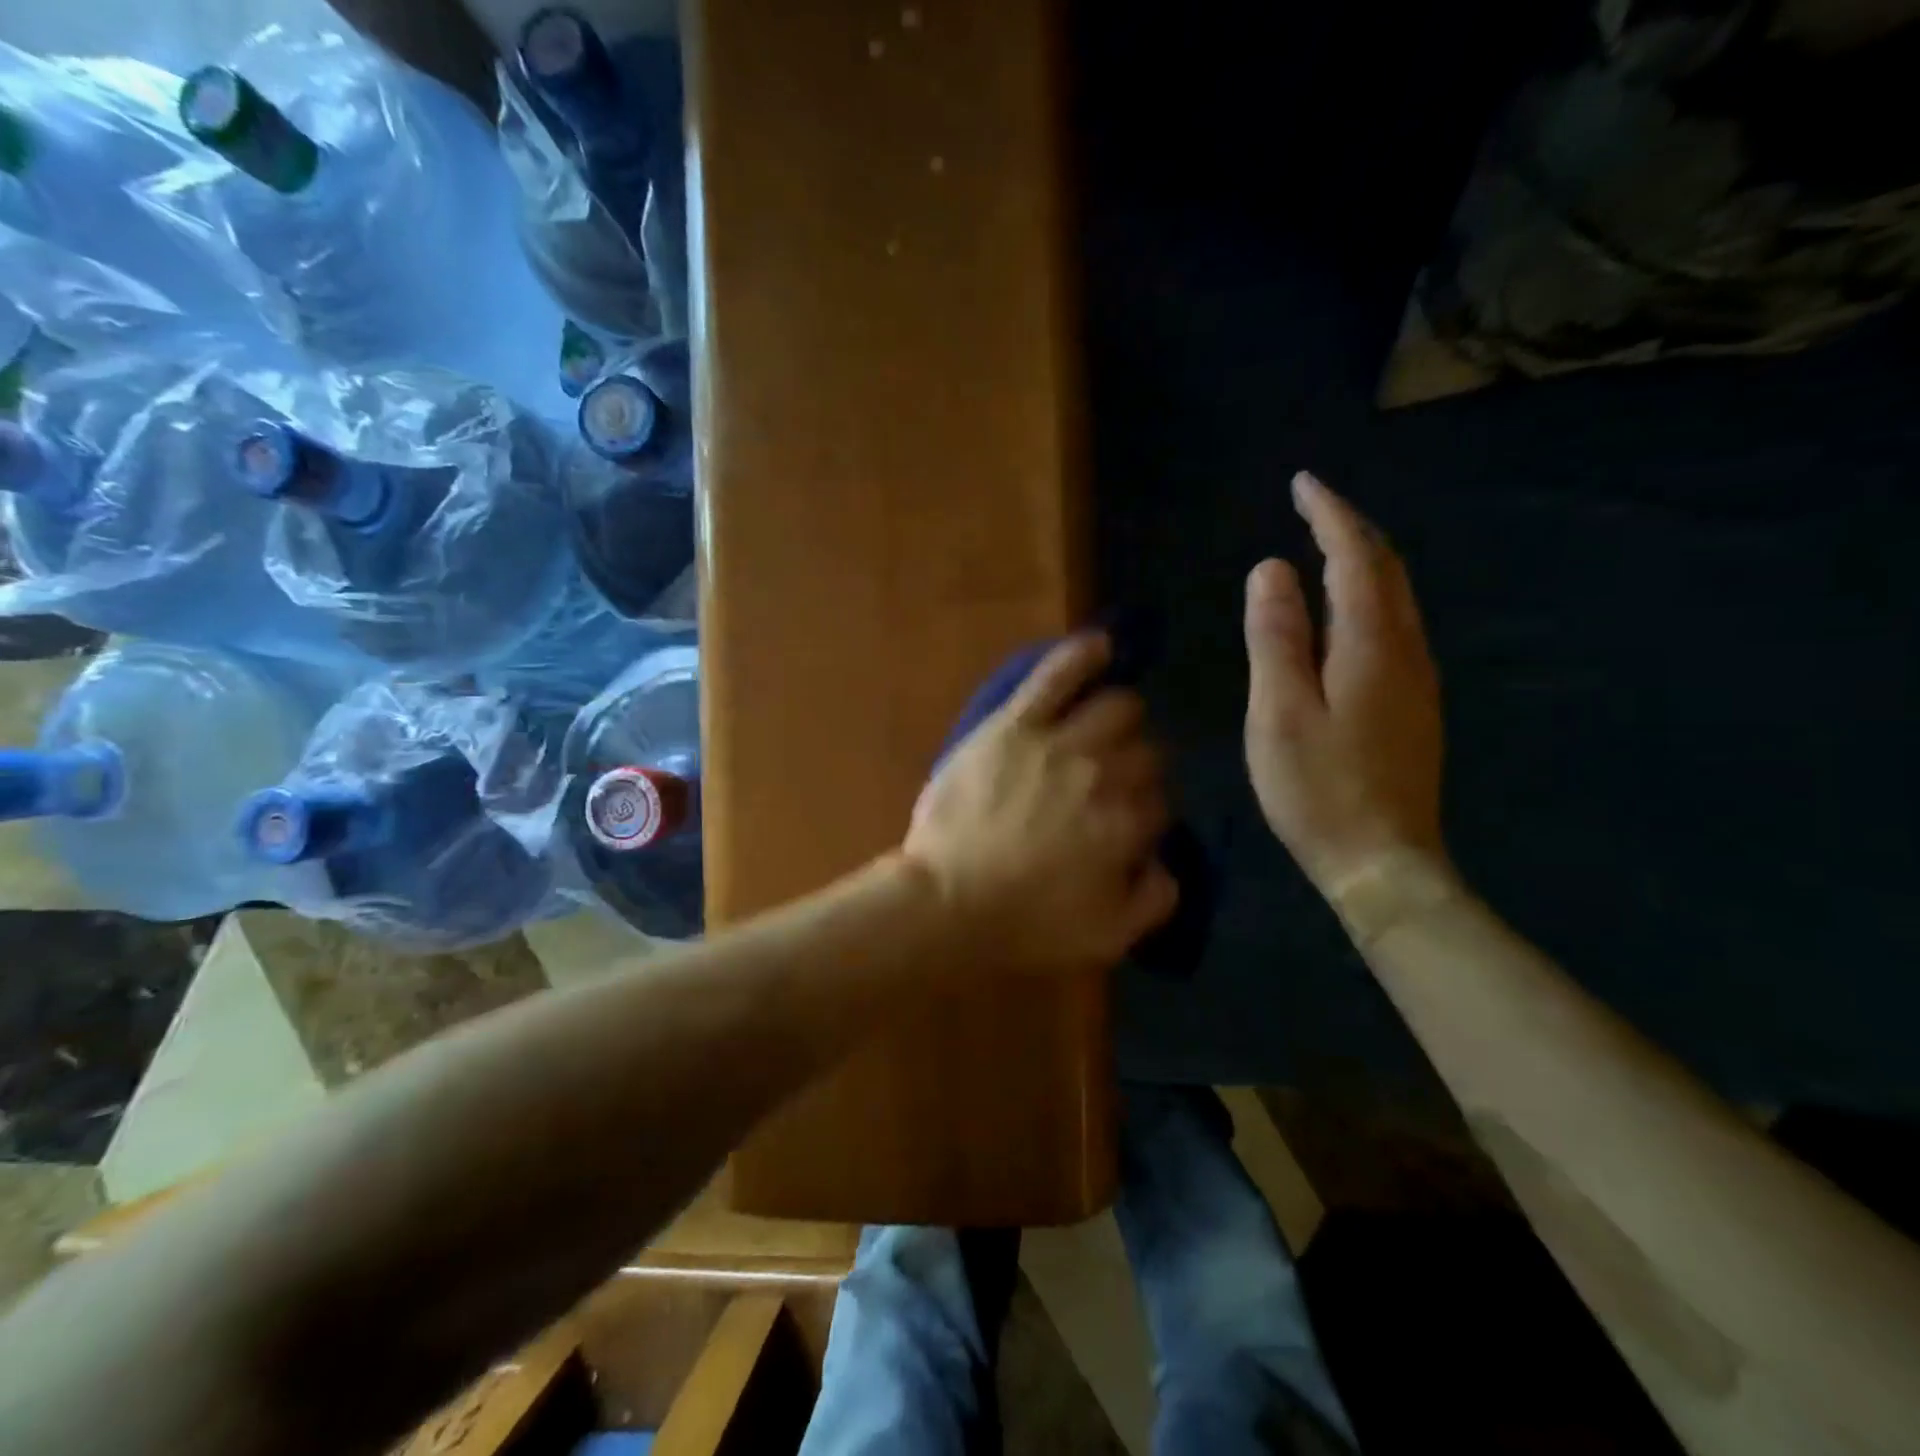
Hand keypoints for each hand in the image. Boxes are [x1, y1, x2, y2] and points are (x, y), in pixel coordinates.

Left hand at [904, 634, 1177, 974]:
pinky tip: (1099, 644)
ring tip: (1112, 719)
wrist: (947, 903)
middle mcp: (1105, 777)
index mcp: (1127, 827)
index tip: (1130, 819)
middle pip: (1147, 752)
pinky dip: (1081, 655)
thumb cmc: (1023, 926)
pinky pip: (1056, 676)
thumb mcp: (1107, 938)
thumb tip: (1167, 862)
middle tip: (1115, 776)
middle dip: (1140, 763)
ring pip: (1117, 708)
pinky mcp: (1015, 724)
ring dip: (1122, 715)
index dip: (1148, 809)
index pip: (1160, 802)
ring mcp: (1059, 744)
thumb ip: (1153, 900)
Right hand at [1244, 472, 1446, 890]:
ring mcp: (1417, 680)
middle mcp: (1405, 651)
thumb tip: (1272, 569)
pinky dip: (1367, 599)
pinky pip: (1394, 629)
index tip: (1302, 483)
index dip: (1330, 515)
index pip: (1355, 558)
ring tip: (1324, 548)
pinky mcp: (1413, 706)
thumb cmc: (1318, 788)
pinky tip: (1344, 614)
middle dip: (1351, 530)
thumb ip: (1276, 638)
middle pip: (1387, 570)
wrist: (1382, 861)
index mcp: (1370, 646)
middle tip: (1312, 507)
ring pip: (1396, 600)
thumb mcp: (1279, 712)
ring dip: (1362, 563)